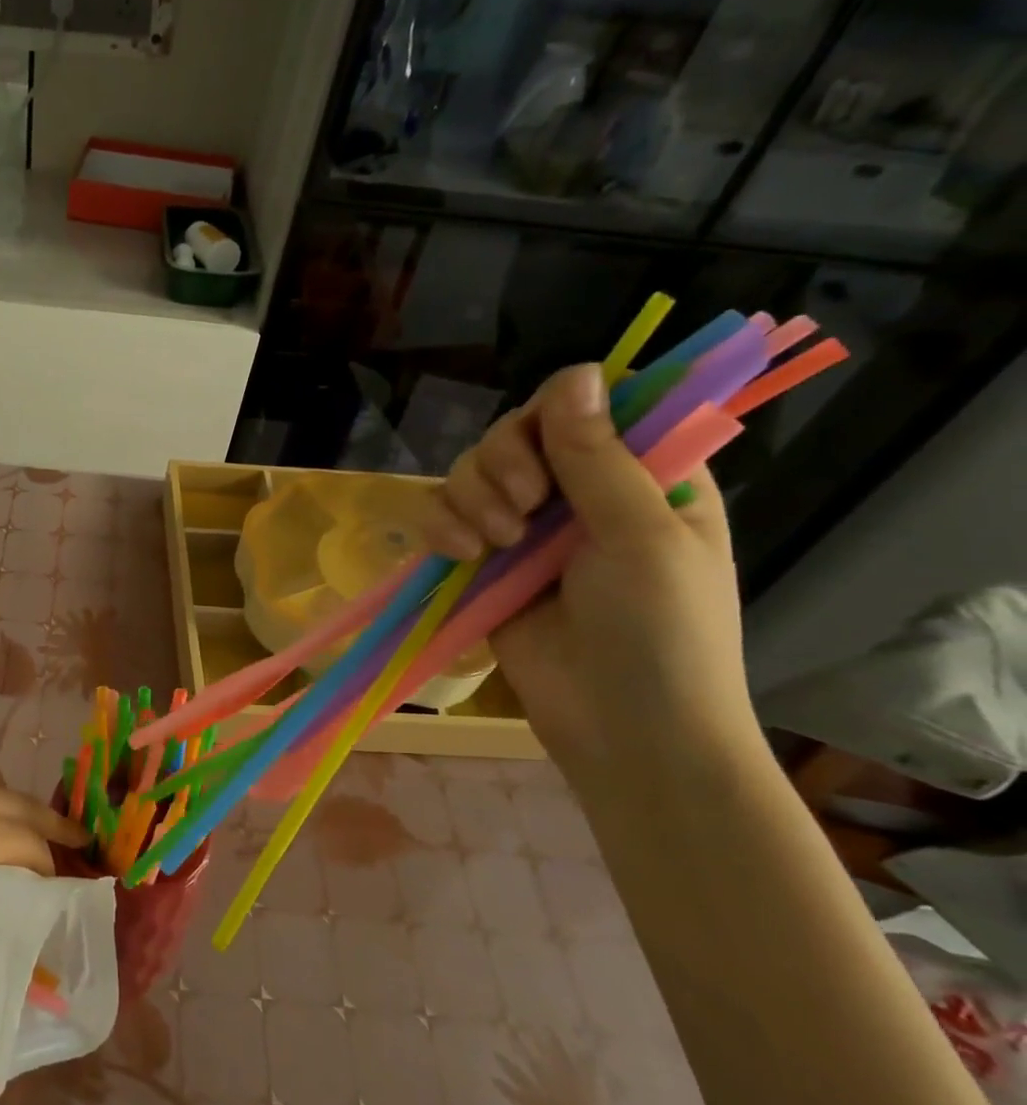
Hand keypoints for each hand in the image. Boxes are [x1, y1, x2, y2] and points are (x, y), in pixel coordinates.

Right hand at [420, 364, 761, 781]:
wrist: (623, 731)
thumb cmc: (663, 633)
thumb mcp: (641, 536)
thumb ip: (598, 457)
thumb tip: (574, 373)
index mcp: (643, 476)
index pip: (587, 408)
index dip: (555, 416)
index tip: (550, 451)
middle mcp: (580, 494)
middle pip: (515, 434)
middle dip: (504, 464)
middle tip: (523, 508)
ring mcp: (527, 530)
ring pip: (470, 473)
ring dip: (472, 498)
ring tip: (493, 544)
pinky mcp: (483, 564)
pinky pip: (443, 518)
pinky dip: (442, 527)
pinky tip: (462, 554)